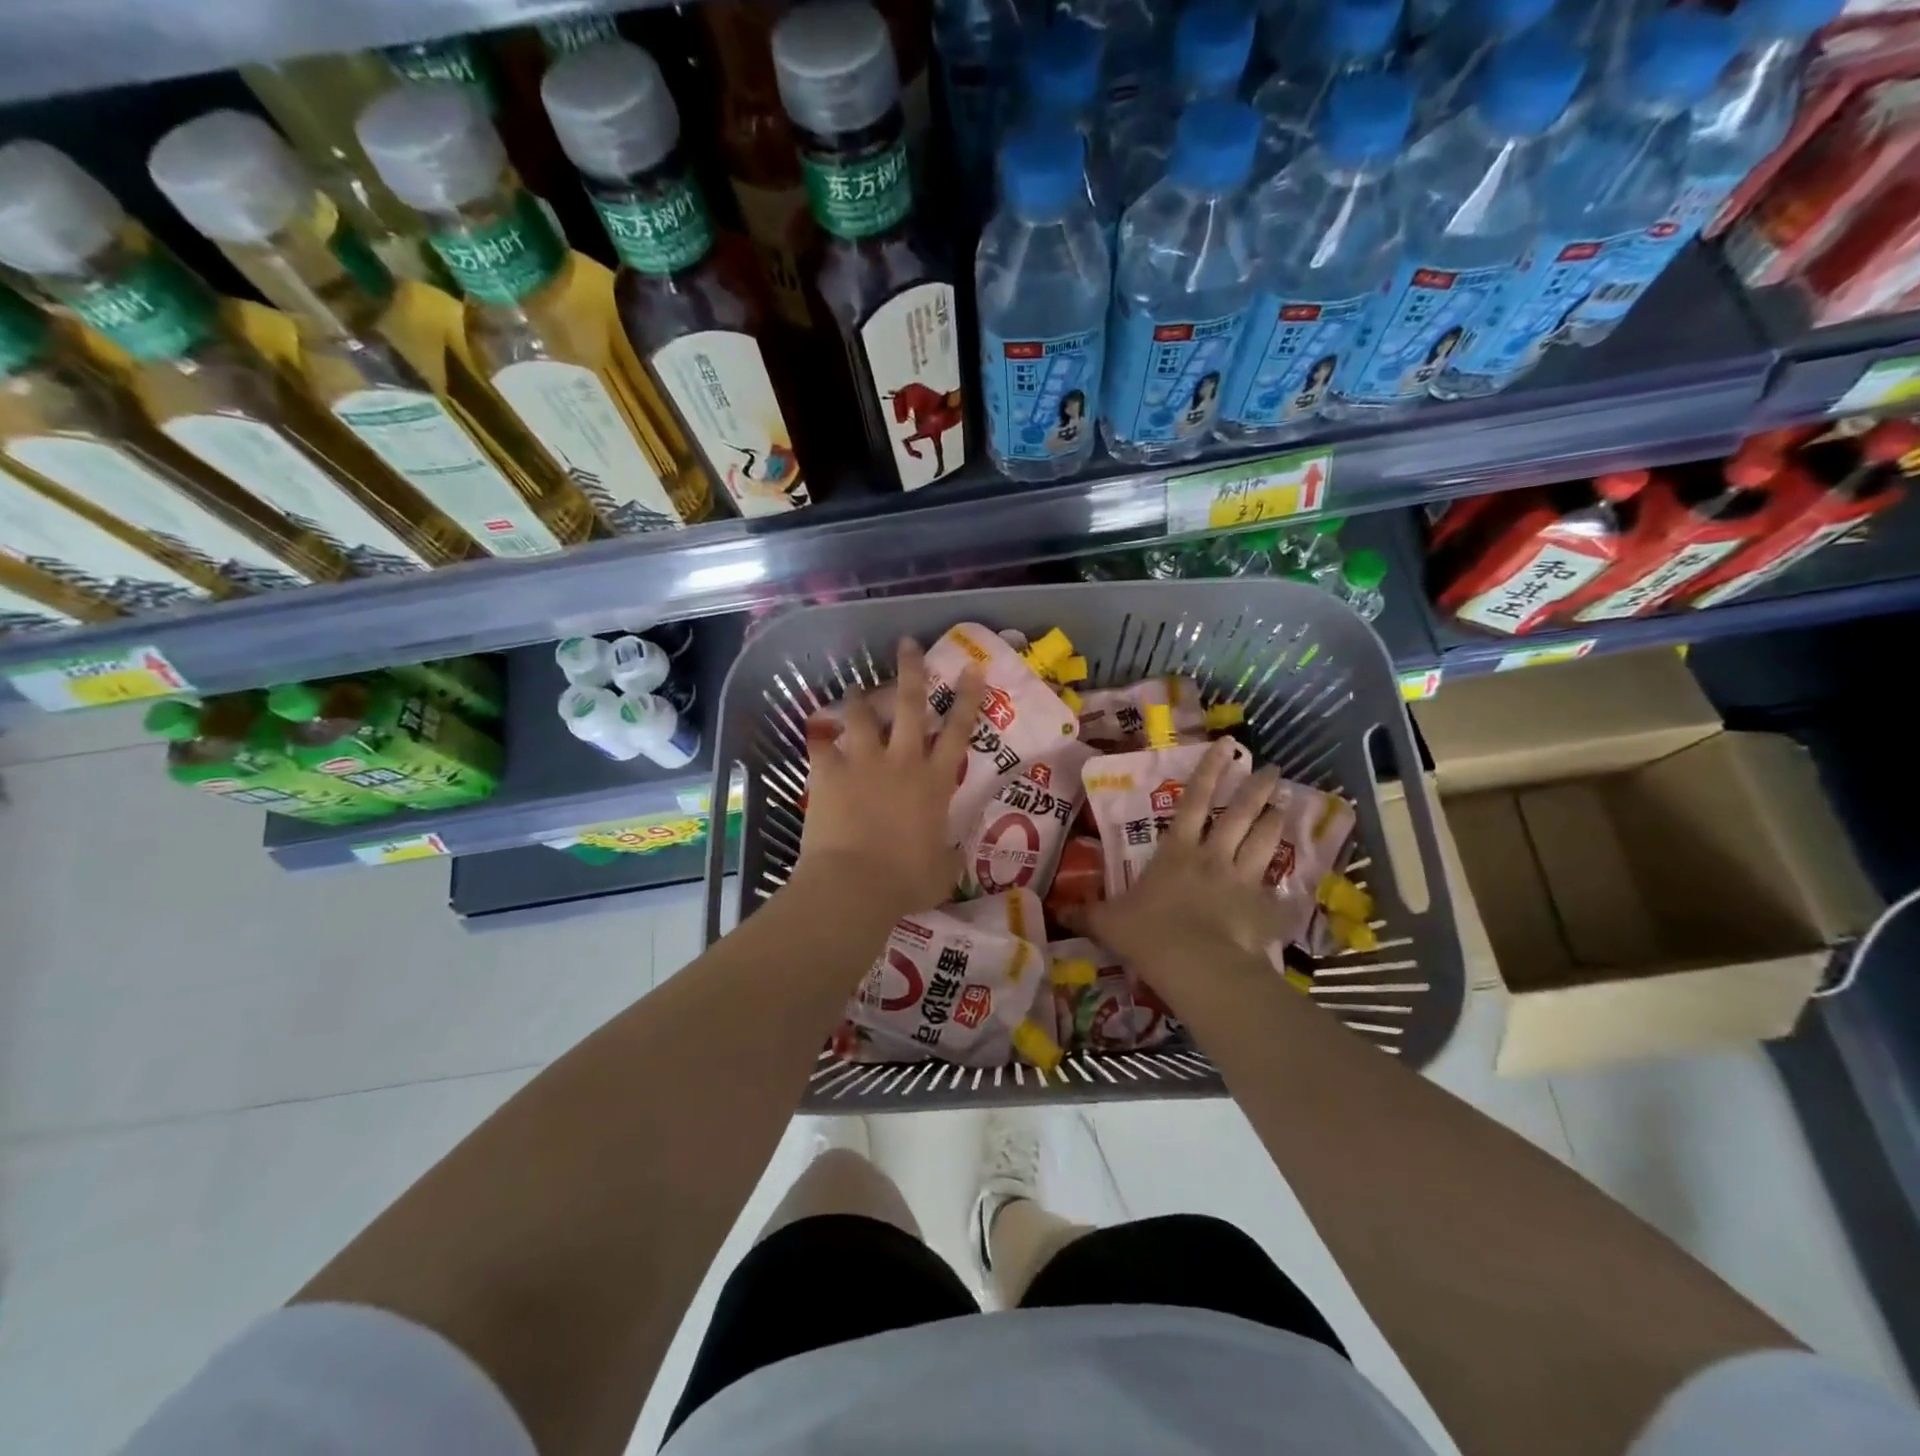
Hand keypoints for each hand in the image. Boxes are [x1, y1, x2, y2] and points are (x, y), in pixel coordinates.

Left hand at [793, 638, 983, 920]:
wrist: (855, 884)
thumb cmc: (906, 880)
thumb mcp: (942, 870)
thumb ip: (949, 853)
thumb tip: (954, 851)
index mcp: (934, 782)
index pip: (958, 731)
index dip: (967, 698)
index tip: (972, 668)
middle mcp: (902, 761)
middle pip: (909, 705)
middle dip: (911, 670)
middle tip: (908, 644)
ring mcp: (863, 763)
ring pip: (863, 715)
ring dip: (861, 697)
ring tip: (857, 686)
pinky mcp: (829, 773)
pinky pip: (821, 743)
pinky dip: (819, 734)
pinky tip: (816, 726)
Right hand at [1082, 740, 1291, 972]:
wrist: (1194, 963)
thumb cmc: (1148, 932)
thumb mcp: (1108, 922)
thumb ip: (1086, 914)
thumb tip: (1056, 912)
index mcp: (1176, 851)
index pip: (1193, 800)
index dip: (1209, 771)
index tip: (1227, 746)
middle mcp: (1213, 857)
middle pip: (1239, 814)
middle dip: (1257, 789)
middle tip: (1273, 769)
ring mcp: (1242, 881)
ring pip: (1264, 842)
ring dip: (1276, 821)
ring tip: (1287, 803)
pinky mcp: (1261, 909)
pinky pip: (1277, 895)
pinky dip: (1285, 889)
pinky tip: (1295, 887)